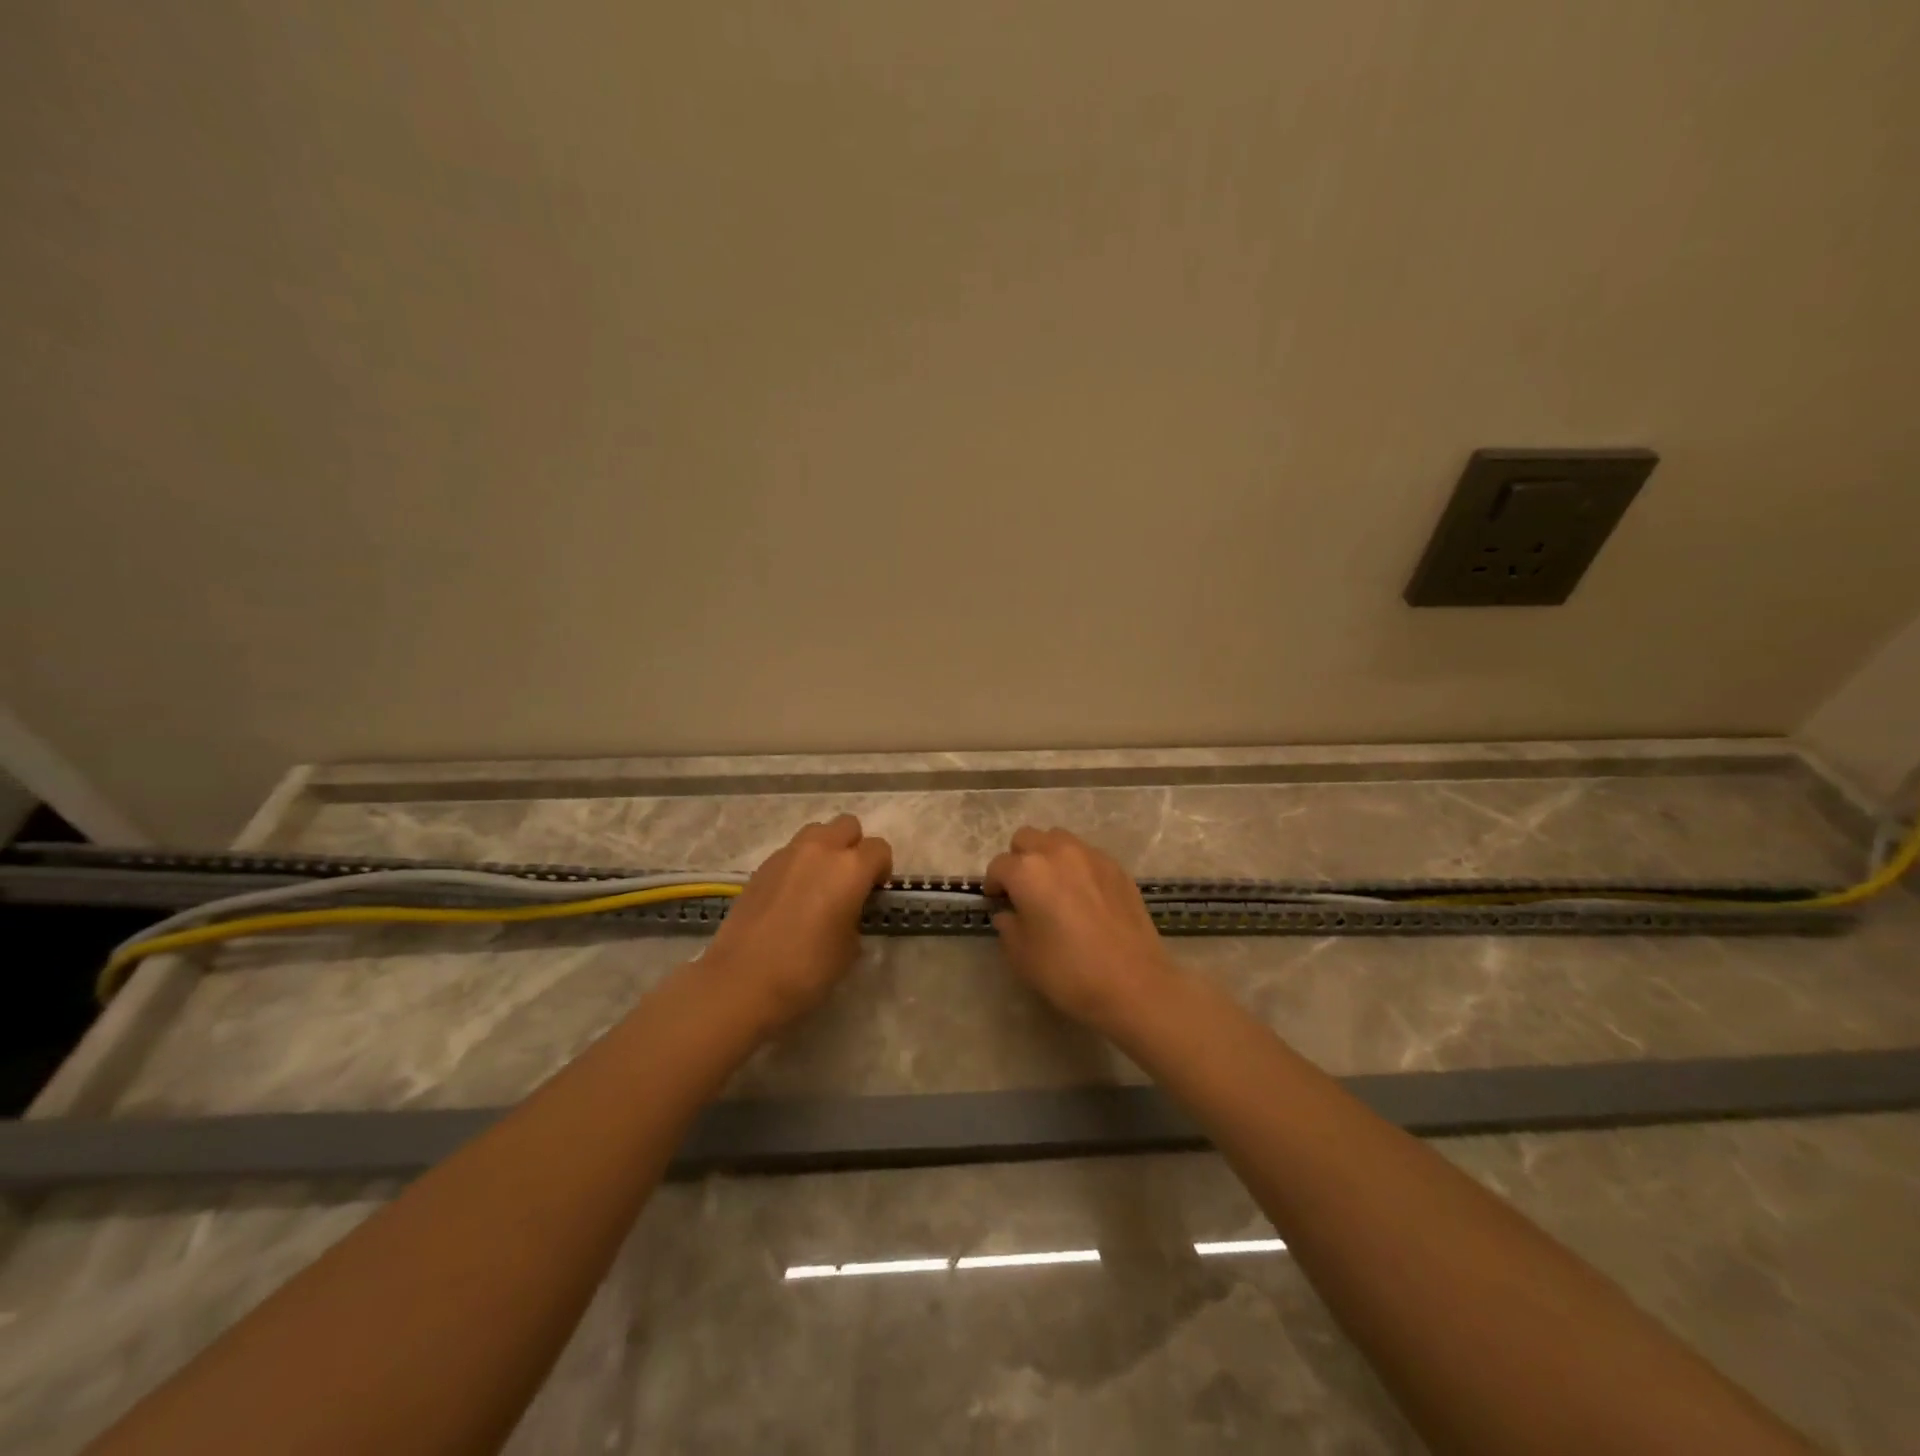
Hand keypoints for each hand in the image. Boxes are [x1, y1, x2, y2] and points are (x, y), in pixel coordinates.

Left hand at [705, 814, 892, 1031]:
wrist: (742, 980)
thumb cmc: (807, 968)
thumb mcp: (849, 949)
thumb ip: (855, 917)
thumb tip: (846, 912)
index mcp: (850, 868)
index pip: (879, 849)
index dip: (882, 869)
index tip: (874, 892)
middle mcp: (820, 850)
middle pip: (847, 825)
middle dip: (854, 847)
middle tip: (849, 881)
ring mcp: (787, 854)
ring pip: (816, 832)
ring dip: (825, 849)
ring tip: (819, 884)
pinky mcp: (761, 867)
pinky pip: (790, 852)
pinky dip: (798, 865)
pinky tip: (791, 897)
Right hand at [983, 827, 1177, 1032]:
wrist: (1133, 983)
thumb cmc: (1068, 971)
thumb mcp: (1022, 955)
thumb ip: (1008, 926)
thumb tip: (1009, 913)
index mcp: (1028, 871)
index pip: (998, 866)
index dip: (993, 884)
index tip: (997, 902)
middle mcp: (1057, 852)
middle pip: (1027, 839)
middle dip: (1018, 859)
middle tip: (1023, 889)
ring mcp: (1091, 856)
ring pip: (1058, 839)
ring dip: (1048, 855)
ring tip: (1054, 886)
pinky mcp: (1117, 867)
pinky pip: (1087, 855)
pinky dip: (1077, 866)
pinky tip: (1084, 896)